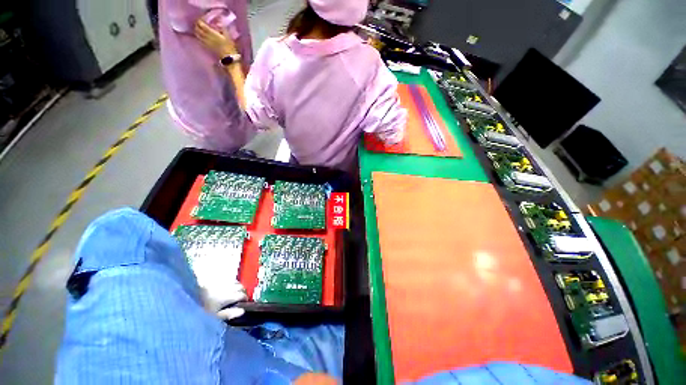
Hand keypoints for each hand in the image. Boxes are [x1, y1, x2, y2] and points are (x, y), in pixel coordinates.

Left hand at [195, 19, 237, 58]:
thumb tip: (220, 21)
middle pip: (200, 31)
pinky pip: (201, 41)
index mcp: (214, 34)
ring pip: (199, 36)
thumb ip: (223, 29)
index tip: (200, 19)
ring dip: (197, 32)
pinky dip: (199, 38)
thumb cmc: (230, 47)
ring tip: (196, 29)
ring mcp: (207, 43)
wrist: (229, 58)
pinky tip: (199, 36)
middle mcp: (209, 38)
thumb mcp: (228, 36)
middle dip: (197, 26)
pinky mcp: (208, 48)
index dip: (201, 22)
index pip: (204, 26)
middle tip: (197, 24)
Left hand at [201, 281, 246, 320]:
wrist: (186, 299)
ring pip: (235, 282)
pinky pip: (228, 279)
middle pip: (240, 287)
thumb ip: (228, 314)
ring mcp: (221, 282)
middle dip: (242, 292)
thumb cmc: (201, 310)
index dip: (245, 299)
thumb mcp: (213, 316)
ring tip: (235, 293)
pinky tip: (227, 288)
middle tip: (240, 298)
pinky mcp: (216, 279)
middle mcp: (226, 287)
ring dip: (238, 286)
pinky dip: (231, 283)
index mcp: (227, 297)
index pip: (241, 295)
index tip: (245, 303)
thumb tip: (242, 311)